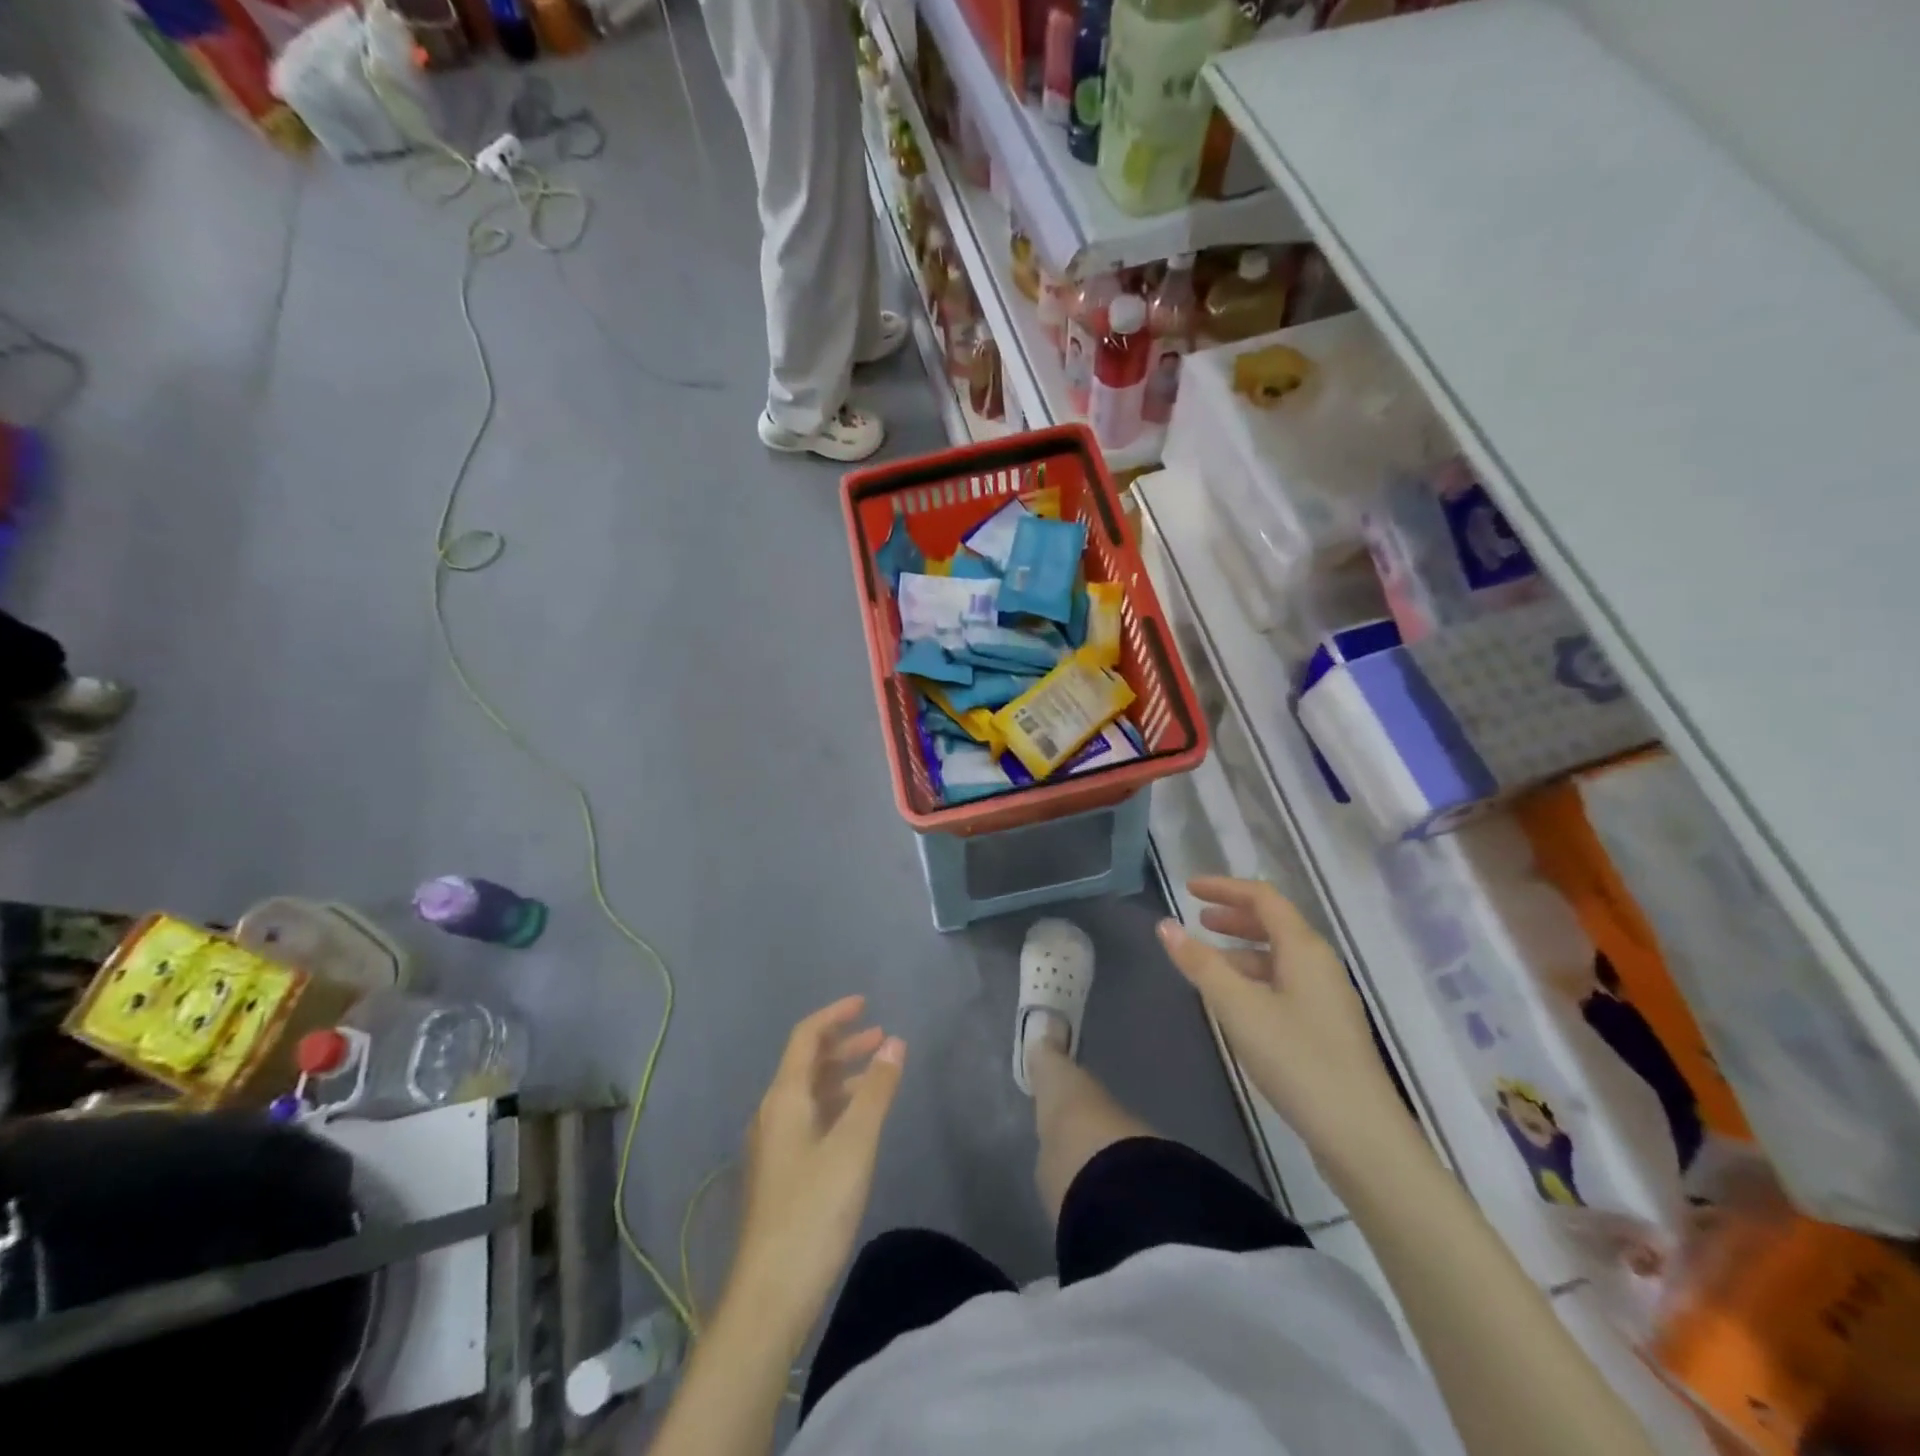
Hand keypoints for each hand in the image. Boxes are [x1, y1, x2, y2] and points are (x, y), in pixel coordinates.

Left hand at [729, 995, 905, 1348]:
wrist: (771, 1294)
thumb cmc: (814, 1209)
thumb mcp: (854, 1145)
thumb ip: (876, 1090)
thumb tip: (894, 1042)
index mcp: (784, 1098)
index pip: (806, 1038)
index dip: (835, 1015)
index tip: (866, 1003)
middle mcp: (773, 1114)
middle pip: (807, 1064)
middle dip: (843, 1045)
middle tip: (882, 1036)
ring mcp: (774, 1146)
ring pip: (809, 1094)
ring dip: (842, 1076)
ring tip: (878, 1074)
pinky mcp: (781, 1174)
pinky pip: (810, 1119)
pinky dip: (836, 1105)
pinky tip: (858, 1121)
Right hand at [1159, 877, 1410, 1155]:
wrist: (1361, 1136)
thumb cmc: (1297, 1060)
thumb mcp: (1238, 1008)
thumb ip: (1200, 963)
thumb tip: (1165, 924)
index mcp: (1304, 949)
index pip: (1263, 898)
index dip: (1225, 888)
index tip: (1188, 889)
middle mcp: (1321, 964)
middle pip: (1275, 924)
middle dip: (1234, 916)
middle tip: (1198, 919)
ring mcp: (1328, 997)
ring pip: (1280, 956)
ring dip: (1243, 949)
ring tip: (1208, 961)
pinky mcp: (1328, 1027)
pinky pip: (1286, 982)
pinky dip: (1255, 977)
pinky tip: (1236, 1002)